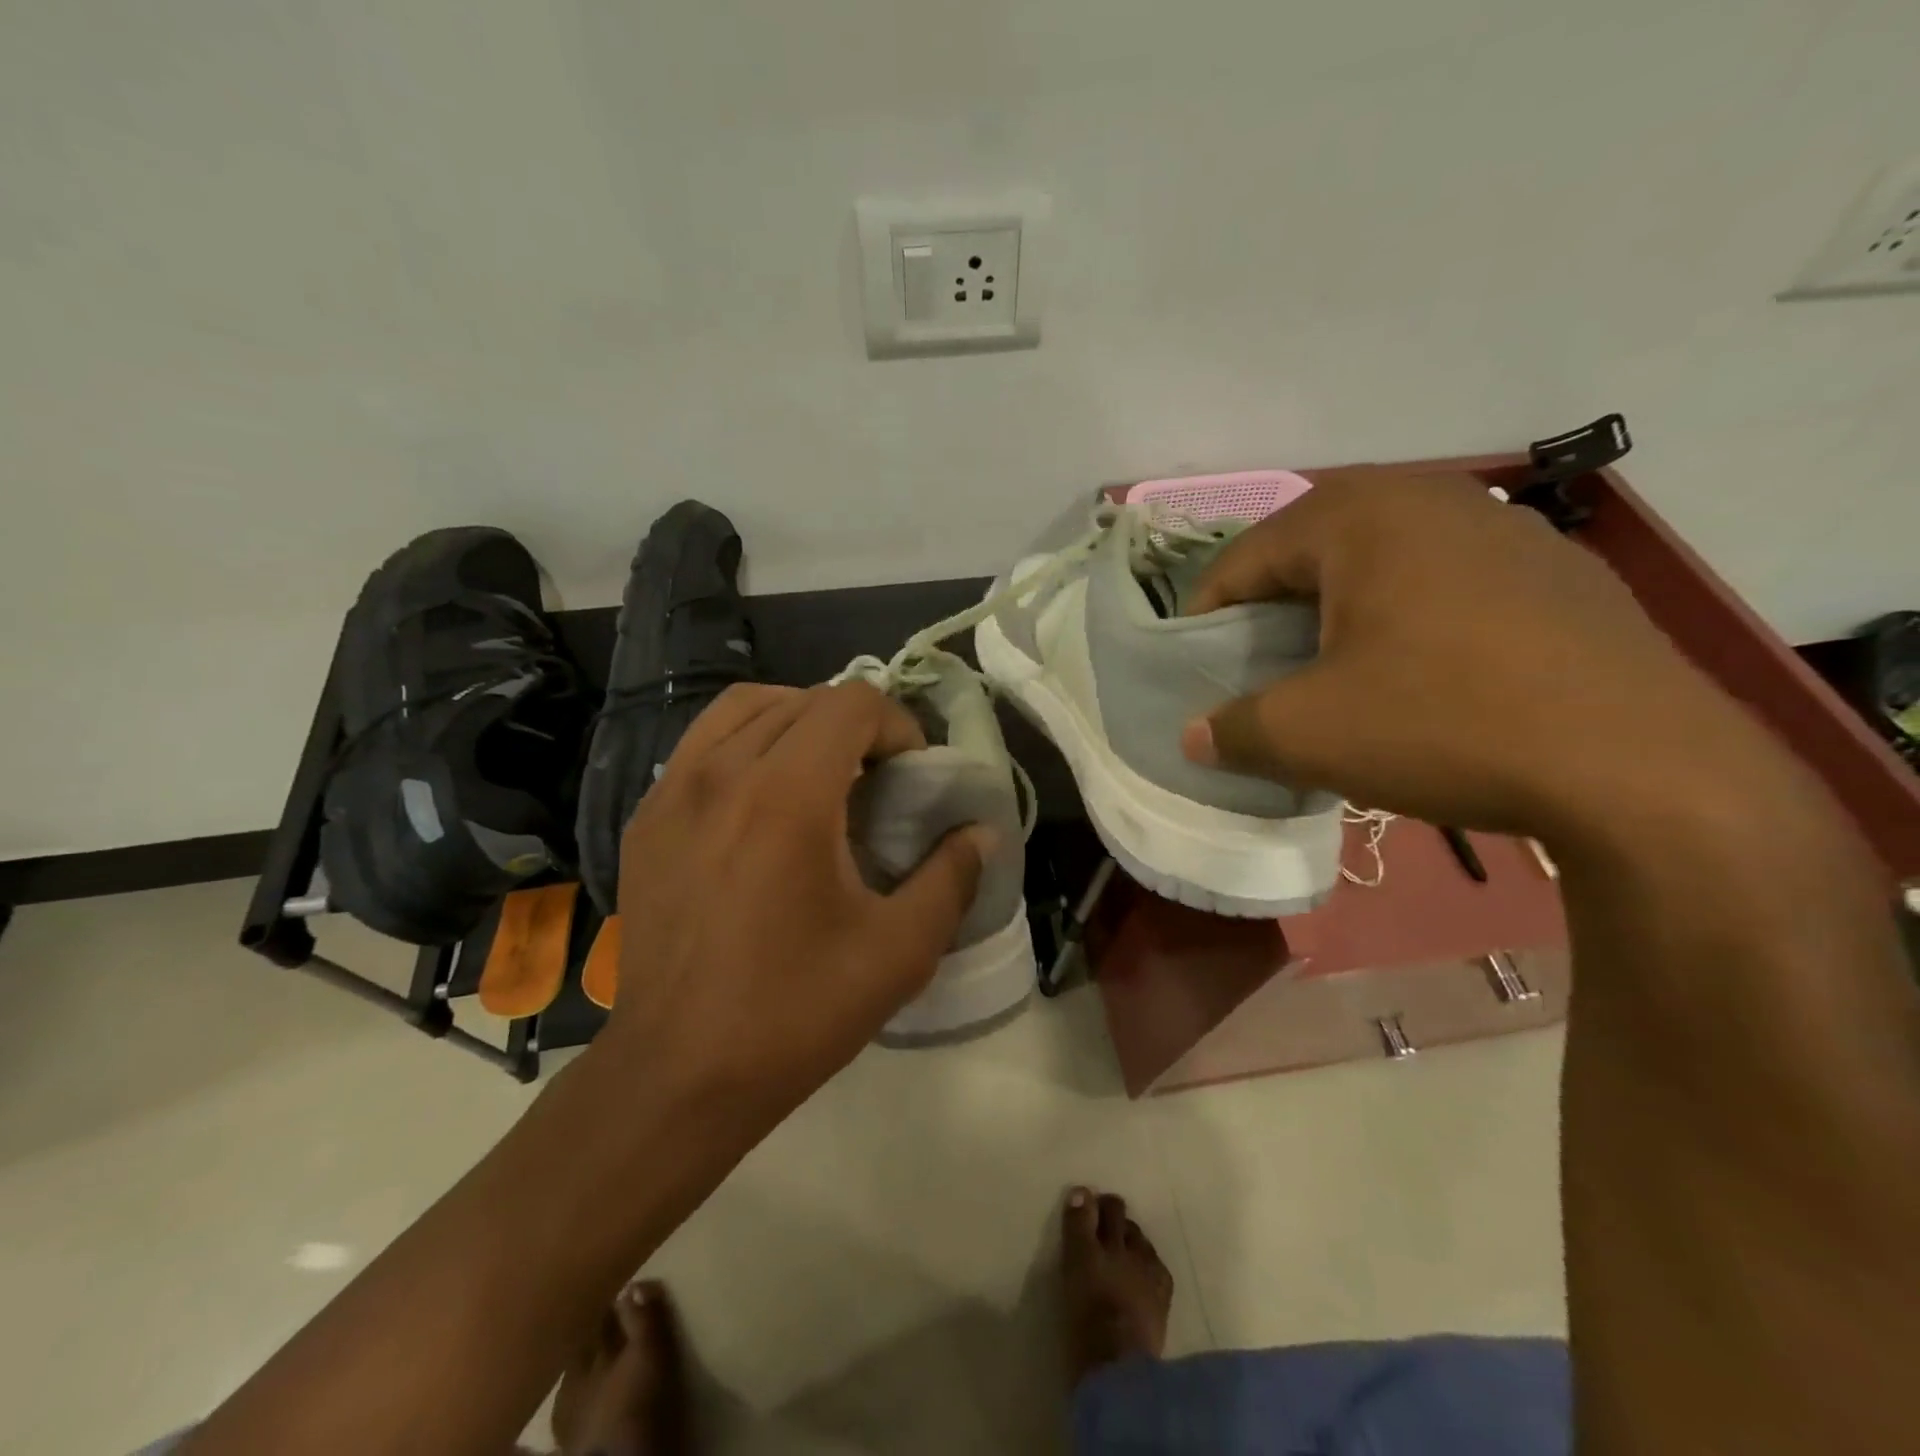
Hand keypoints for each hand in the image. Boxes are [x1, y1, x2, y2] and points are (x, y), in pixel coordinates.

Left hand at [600, 681, 988, 1122]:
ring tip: (821, 773)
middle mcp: (723, 772)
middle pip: (803, 699)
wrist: (677, 1074)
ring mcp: (672, 791)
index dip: (897, 725)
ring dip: (797, 721)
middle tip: (875, 780)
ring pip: (745, 708)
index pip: (852, 703)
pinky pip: (701, 745)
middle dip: (854, 725)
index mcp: (787, 795)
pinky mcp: (645, 819)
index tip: (911, 775)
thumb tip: (981, 832)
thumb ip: (952, 877)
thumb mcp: (899, 950)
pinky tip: (761, 800)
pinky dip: (746, 744)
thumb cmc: (795, 1011)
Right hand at [1180, 470, 1763, 837]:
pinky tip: (1417, 676)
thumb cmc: (1443, 723)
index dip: (1205, 618)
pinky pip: (1444, 583)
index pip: (1243, 559)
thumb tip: (1194, 736)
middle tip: (1257, 669)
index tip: (1194, 670)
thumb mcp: (1309, 735)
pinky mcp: (1556, 571)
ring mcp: (1504, 528)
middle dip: (1271, 611)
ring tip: (1331, 673)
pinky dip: (1405, 620)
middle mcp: (1429, 498)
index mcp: (1357, 516)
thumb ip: (1232, 729)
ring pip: (1379, 565)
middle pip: (1309, 553)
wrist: (1645, 768)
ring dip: (1337, 613)